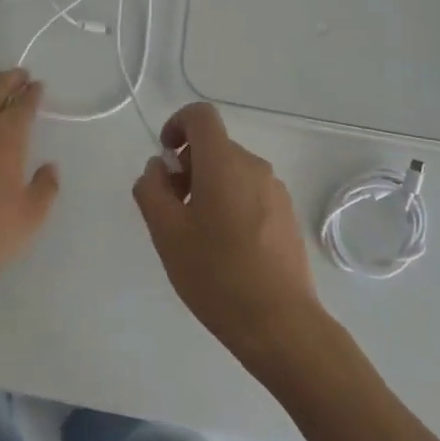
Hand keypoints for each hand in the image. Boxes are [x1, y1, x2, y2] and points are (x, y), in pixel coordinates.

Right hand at [133, 103, 321, 369]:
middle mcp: (254, 166)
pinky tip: (225, 247)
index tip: (166, 158)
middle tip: (172, 208)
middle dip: (188, 166)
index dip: (177, 124)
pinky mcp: (287, 215)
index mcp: (224, 163)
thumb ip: (151, 190)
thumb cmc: (216, 275)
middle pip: (215, 146)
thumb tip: (158, 168)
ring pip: (233, 171)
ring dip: (208, 186)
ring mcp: (276, 191)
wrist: (280, 324)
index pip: (200, 116)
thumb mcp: (166, 233)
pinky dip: (231, 202)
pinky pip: (251, 192)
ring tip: (197, 233)